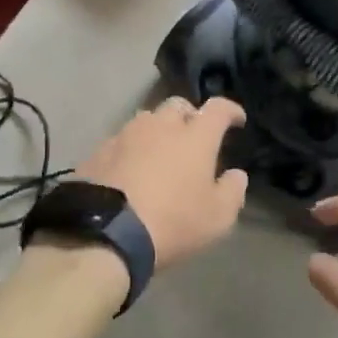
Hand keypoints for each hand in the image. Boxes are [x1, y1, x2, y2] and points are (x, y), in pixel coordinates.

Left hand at [76, 97, 247, 269]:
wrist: (106, 232)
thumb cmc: (172, 222)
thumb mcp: (217, 218)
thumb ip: (232, 191)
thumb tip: (236, 174)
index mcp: (195, 136)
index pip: (218, 109)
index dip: (230, 110)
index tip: (237, 119)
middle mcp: (161, 125)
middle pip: (178, 106)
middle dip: (190, 115)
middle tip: (194, 136)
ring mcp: (126, 134)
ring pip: (147, 120)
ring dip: (158, 130)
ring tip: (160, 152)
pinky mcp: (100, 150)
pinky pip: (122, 141)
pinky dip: (132, 149)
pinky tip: (130, 169)